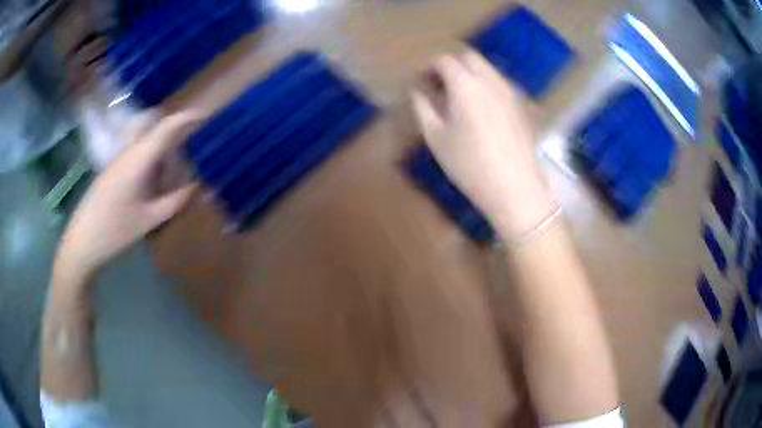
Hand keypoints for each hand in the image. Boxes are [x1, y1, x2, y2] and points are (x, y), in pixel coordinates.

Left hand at [55, 112, 203, 283]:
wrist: (82, 241)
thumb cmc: (115, 231)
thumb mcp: (149, 219)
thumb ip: (175, 201)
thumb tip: (196, 186)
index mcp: (139, 159)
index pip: (167, 127)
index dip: (188, 118)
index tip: (207, 116)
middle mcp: (129, 151)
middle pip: (157, 129)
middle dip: (177, 132)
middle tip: (194, 145)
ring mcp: (119, 159)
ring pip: (147, 142)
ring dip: (164, 149)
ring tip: (175, 172)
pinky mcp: (113, 169)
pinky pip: (138, 154)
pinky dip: (152, 160)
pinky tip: (155, 183)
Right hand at [411, 51, 555, 239]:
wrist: (515, 187)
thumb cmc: (469, 164)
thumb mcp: (436, 138)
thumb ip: (423, 108)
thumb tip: (418, 92)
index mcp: (465, 84)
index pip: (444, 61)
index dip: (430, 68)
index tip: (423, 82)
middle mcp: (490, 80)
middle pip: (469, 58)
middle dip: (452, 65)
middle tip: (441, 86)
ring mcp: (509, 91)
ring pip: (487, 68)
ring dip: (470, 73)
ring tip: (460, 97)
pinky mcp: (520, 105)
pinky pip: (499, 83)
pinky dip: (486, 85)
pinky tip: (481, 109)